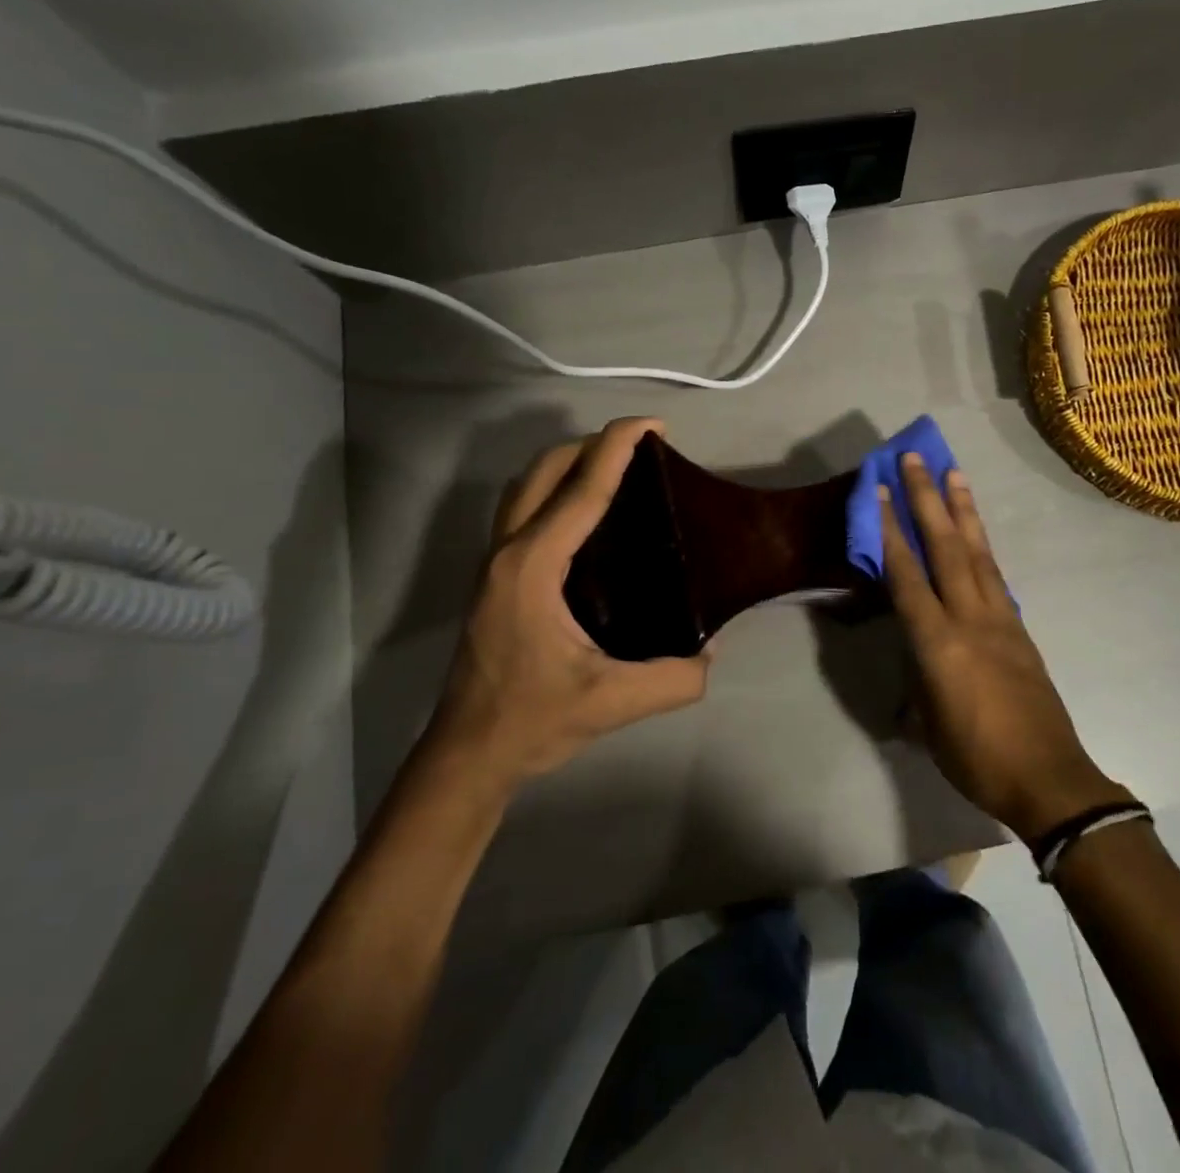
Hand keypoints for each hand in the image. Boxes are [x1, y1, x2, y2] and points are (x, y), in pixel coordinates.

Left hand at [431, 417, 708, 786]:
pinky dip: (554, 491)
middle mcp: (508, 551)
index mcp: (533, 566)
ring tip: (614, 470)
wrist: (468, 754)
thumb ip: (674, 679)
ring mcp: (494, 563)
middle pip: (545, 471)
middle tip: (641, 448)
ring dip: (568, 464)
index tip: (654, 425)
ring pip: (526, 487)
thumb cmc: (532, 720)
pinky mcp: (494, 578)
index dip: (618, 448)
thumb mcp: (613, 703)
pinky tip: (585, 517)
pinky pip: (523, 510)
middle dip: (592, 445)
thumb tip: (711, 653)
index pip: (581, 490)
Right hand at [879, 454, 1127, 839]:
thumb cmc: (976, 758)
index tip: (882, 491)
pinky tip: (977, 534)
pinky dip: (983, 547)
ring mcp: (1000, 618)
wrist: (1049, 778)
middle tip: (917, 458)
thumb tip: (910, 676)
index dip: (891, 530)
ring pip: (978, 552)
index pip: (907, 575)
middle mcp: (969, 618)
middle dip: (928, 499)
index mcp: (938, 643)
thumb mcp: (929, 726)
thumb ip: (916, 688)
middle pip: (946, 547)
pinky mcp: (1019, 627)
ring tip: (953, 473)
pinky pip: (996, 576)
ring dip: (963, 510)